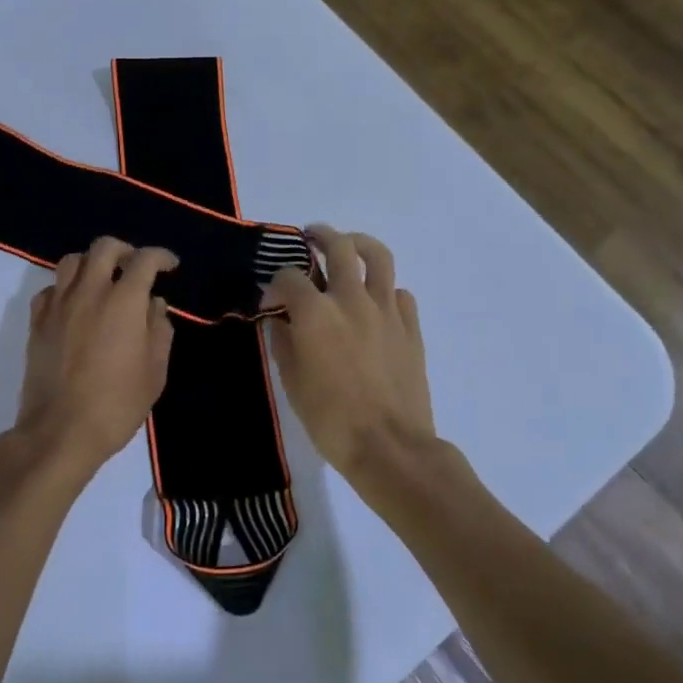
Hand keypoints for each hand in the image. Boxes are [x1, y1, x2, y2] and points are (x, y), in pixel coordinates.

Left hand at [9, 237, 177, 479]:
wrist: (60, 430)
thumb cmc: (117, 403)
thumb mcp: (155, 371)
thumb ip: (159, 330)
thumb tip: (154, 304)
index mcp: (124, 301)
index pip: (144, 260)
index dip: (161, 257)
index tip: (170, 266)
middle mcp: (89, 292)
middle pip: (104, 247)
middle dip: (125, 250)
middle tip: (134, 267)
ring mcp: (58, 304)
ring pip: (72, 261)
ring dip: (92, 264)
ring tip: (102, 281)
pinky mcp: (37, 321)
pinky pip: (51, 288)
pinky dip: (66, 288)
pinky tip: (75, 306)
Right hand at [262, 227, 434, 477]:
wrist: (390, 447)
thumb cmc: (331, 420)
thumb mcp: (292, 384)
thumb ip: (283, 344)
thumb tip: (280, 321)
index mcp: (315, 313)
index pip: (289, 276)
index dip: (275, 284)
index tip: (271, 301)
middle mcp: (351, 299)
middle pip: (338, 247)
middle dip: (320, 236)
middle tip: (310, 237)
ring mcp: (386, 309)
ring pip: (378, 256)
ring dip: (360, 244)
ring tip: (349, 245)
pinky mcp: (410, 326)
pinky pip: (400, 293)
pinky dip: (386, 289)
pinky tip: (377, 301)